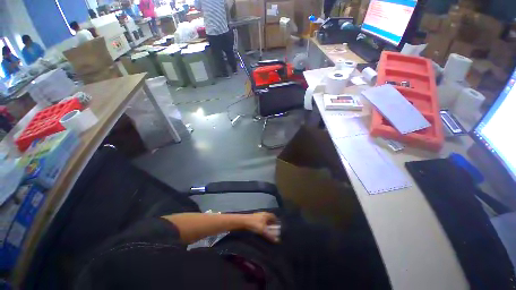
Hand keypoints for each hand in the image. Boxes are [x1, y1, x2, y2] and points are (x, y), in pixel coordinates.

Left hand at [243, 212, 279, 242]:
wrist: (243, 222)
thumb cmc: (254, 224)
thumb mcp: (263, 231)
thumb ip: (270, 236)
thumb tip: (277, 240)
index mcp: (266, 215)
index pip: (273, 217)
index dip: (276, 221)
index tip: (277, 228)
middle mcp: (263, 214)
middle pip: (269, 218)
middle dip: (271, 224)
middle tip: (272, 231)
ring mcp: (258, 216)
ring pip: (264, 220)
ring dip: (266, 225)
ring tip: (266, 232)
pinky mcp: (254, 218)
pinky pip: (260, 222)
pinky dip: (261, 226)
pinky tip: (260, 231)